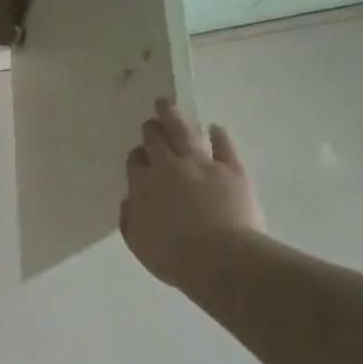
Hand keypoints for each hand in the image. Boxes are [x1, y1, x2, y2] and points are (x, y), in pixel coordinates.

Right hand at [120, 99, 264, 289]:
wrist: (221, 259)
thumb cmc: (174, 257)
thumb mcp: (138, 244)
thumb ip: (130, 219)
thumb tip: (130, 200)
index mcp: (143, 185)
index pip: (136, 161)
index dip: (137, 157)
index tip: (139, 157)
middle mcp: (169, 167)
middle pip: (156, 140)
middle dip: (151, 129)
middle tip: (150, 122)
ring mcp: (202, 165)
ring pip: (184, 132)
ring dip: (173, 116)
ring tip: (166, 103)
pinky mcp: (232, 170)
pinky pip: (224, 146)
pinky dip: (218, 135)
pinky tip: (215, 128)